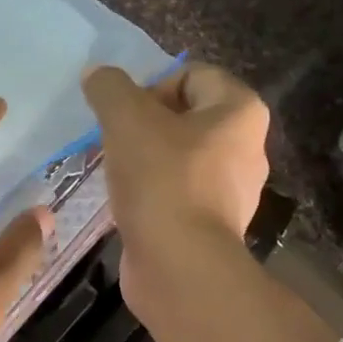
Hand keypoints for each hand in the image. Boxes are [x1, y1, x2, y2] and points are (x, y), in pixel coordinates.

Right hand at [82, 62, 269, 312]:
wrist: (179, 267)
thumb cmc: (162, 180)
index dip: (151, 87)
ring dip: (143, 160)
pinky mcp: (210, 225)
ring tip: (115, 174)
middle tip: (113, 143)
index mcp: (240, 112)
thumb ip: (110, 88)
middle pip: (184, 117)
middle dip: (143, 125)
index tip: (124, 116)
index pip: (192, 75)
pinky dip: (150, 193)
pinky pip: (175, 193)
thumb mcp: (127, 119)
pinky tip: (126, 204)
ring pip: (177, 157)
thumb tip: (97, 74)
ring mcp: (231, 191)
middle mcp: (245, 147)